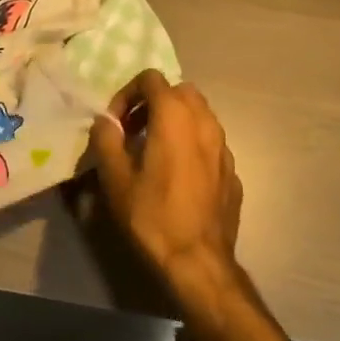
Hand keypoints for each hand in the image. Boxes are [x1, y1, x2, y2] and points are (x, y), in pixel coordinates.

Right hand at [89, 70, 242, 293]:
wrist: (199, 262)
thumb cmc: (152, 215)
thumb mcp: (115, 178)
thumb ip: (106, 139)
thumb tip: (106, 121)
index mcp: (174, 116)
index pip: (151, 78)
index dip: (127, 93)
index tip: (116, 123)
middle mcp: (204, 121)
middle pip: (179, 91)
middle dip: (154, 103)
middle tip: (135, 131)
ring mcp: (224, 146)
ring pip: (199, 114)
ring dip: (176, 121)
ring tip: (156, 151)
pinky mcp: (233, 170)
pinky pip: (210, 142)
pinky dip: (193, 144)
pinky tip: (179, 175)